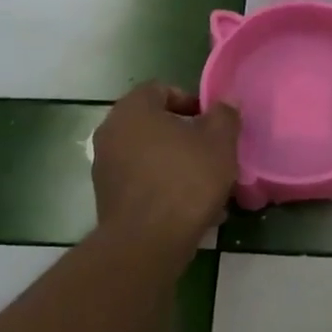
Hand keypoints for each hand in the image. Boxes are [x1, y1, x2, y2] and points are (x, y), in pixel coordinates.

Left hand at [91, 82, 239, 244]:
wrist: (146, 243)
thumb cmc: (185, 181)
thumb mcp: (219, 143)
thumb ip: (224, 116)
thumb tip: (226, 102)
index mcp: (133, 110)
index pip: (160, 89)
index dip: (190, 101)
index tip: (212, 123)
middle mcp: (111, 132)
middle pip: (154, 124)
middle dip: (185, 136)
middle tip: (212, 153)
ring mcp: (105, 167)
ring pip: (150, 156)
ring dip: (176, 164)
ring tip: (206, 185)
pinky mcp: (108, 198)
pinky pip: (142, 182)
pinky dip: (164, 187)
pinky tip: (190, 208)